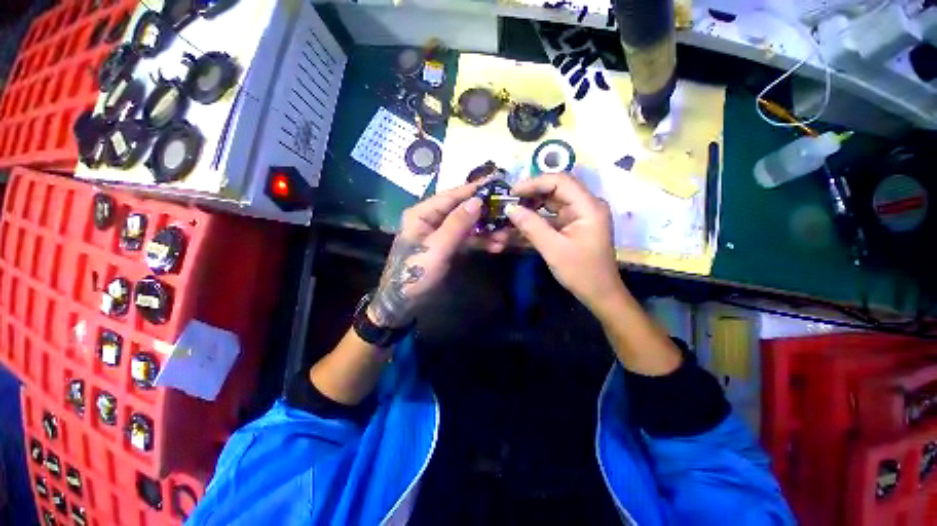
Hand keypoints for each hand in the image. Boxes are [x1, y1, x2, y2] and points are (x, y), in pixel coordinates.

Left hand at [368, 180, 506, 327]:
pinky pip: (467, 239)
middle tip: (507, 215)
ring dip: (486, 230)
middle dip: (485, 214)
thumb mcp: (437, 248)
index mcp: (423, 213)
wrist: (405, 302)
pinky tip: (496, 246)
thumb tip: (477, 200)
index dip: (474, 189)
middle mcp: (432, 218)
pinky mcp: (448, 246)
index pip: (452, 196)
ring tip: (505, 237)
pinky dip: (481, 242)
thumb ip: (457, 224)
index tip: (498, 182)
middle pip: (462, 209)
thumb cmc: (415, 273)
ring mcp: (441, 233)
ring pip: (468, 225)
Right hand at [507, 173, 623, 311]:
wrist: (599, 293)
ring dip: (532, 205)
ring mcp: (580, 215)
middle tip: (509, 201)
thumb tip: (510, 209)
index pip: (560, 181)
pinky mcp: (573, 225)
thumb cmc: (581, 272)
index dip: (534, 182)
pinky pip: (552, 214)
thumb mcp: (553, 249)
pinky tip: (522, 222)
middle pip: (556, 189)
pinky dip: (537, 217)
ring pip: (552, 201)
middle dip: (531, 193)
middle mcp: (586, 205)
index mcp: (588, 206)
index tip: (512, 192)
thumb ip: (531, 226)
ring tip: (512, 211)